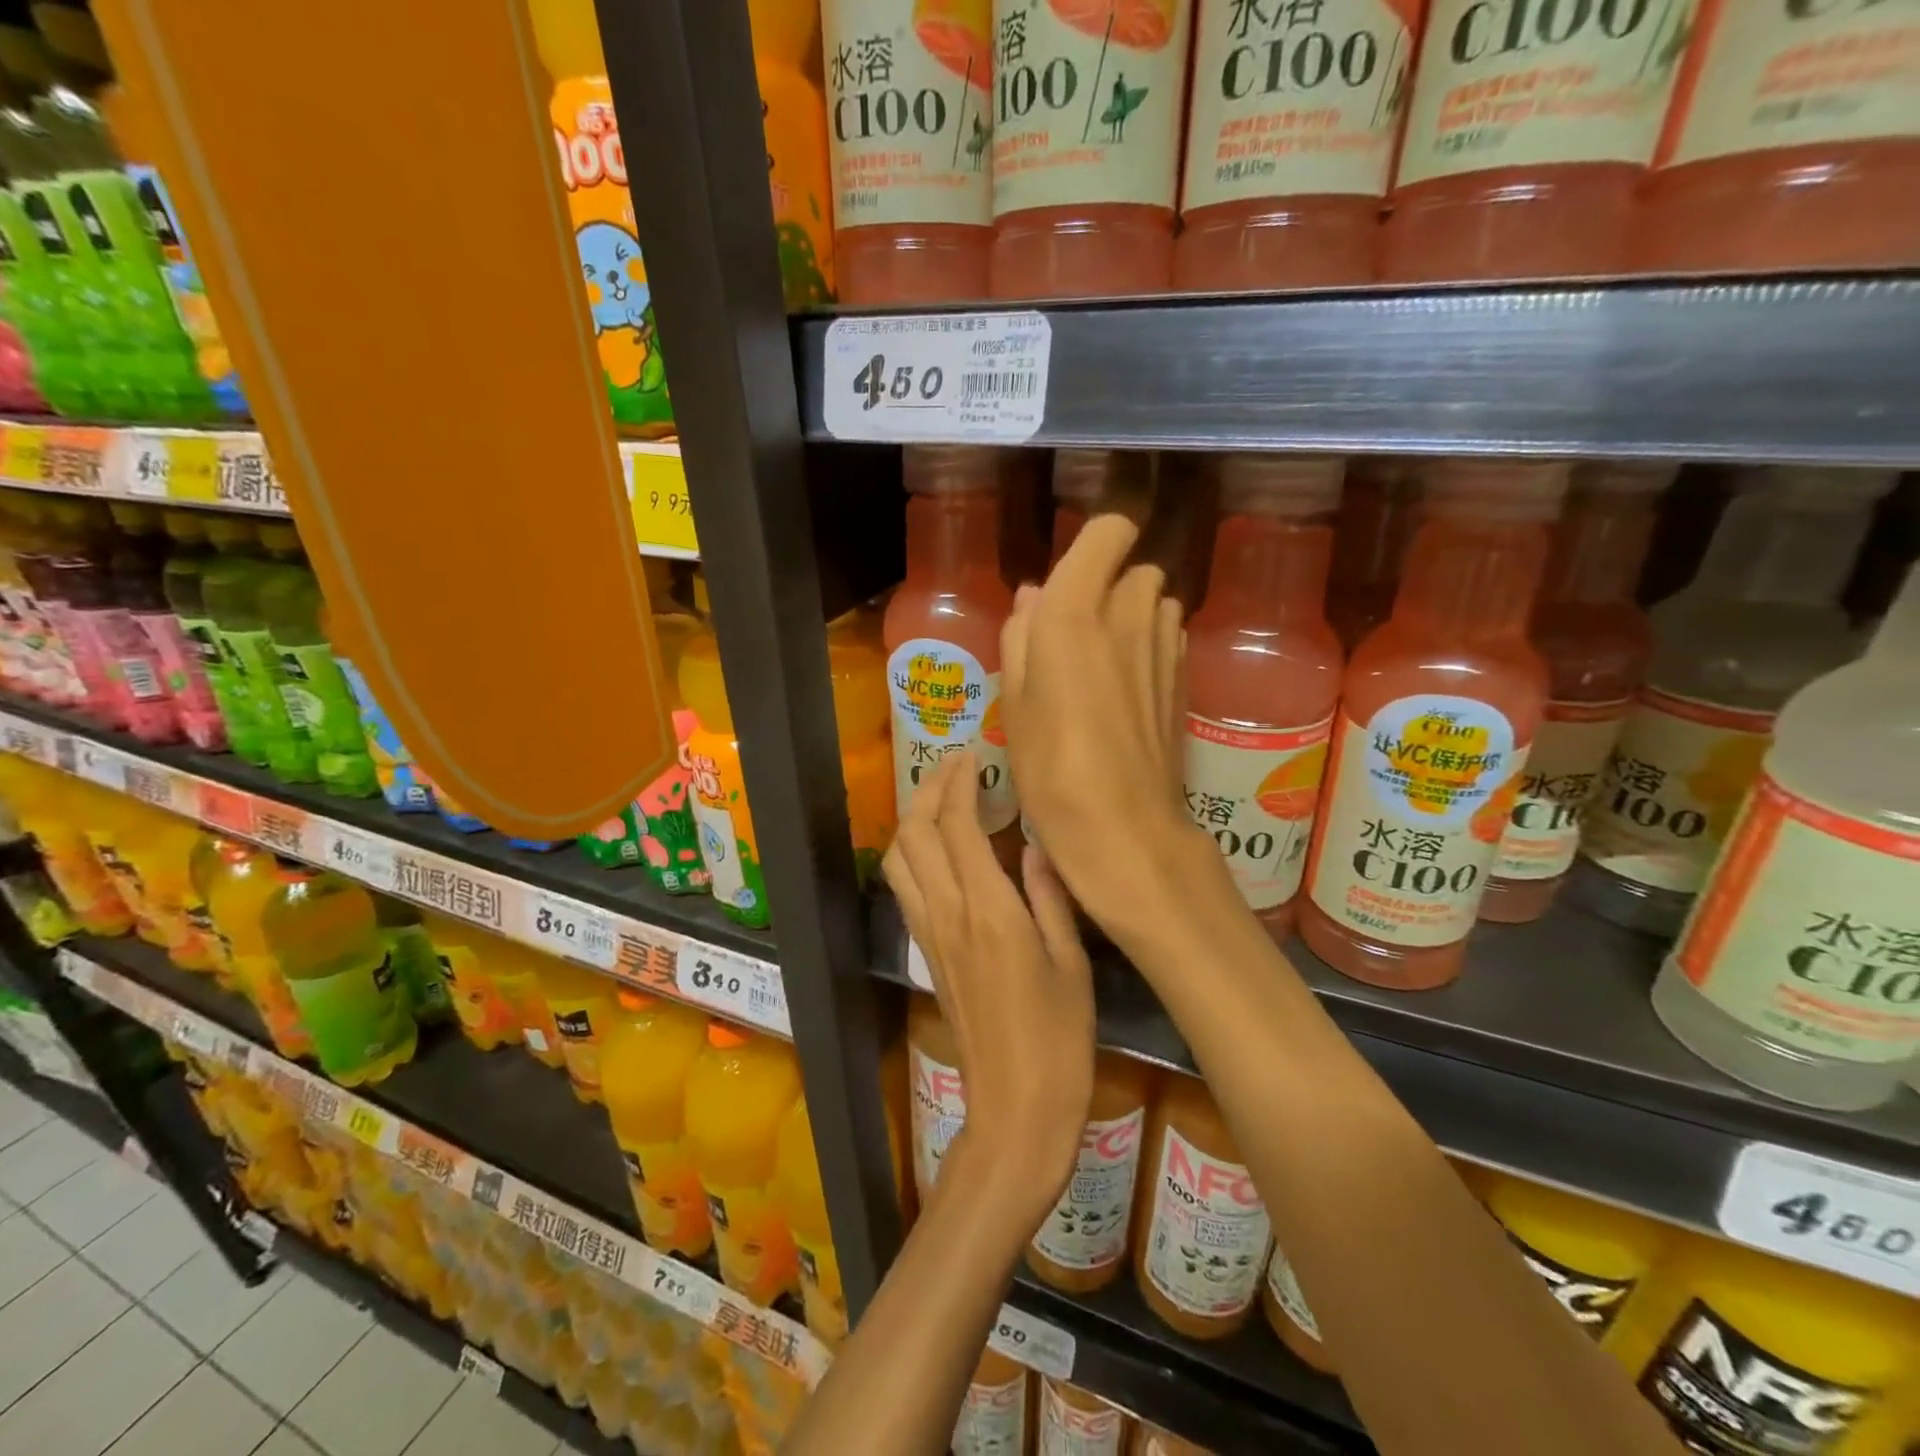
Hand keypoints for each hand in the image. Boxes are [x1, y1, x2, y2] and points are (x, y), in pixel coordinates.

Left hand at [883, 750, 1093, 1222]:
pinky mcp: (926, 953)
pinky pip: (906, 887)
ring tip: (943, 798)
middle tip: (958, 766)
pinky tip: (939, 848)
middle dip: (930, 789)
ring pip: (900, 859)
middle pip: (917, 834)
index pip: (958, 828)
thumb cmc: (1060, 1041)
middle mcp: (948, 916)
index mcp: (989, 912)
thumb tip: (1033, 844)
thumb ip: (1049, 896)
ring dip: (914, 819)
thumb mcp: (1072, 964)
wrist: (1015, 1110)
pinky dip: (913, 852)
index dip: (960, 784)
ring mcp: (930, 935)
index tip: (975, 756)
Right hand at [1000, 514, 1197, 926]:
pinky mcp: (1185, 676)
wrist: (1122, 826)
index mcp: (1075, 610)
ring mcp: (1166, 644)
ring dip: (1131, 615)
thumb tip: (1034, 596)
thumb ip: (1022, 635)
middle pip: (1133, 568)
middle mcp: (1129, 613)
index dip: (1095, 543)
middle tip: (1074, 634)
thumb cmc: (1049, 764)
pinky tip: (1127, 688)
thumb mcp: (1013, 700)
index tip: (1073, 574)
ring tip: (1101, 663)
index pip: (1110, 530)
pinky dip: (1149, 644)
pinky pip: (1168, 636)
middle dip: (1107, 586)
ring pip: (1155, 601)